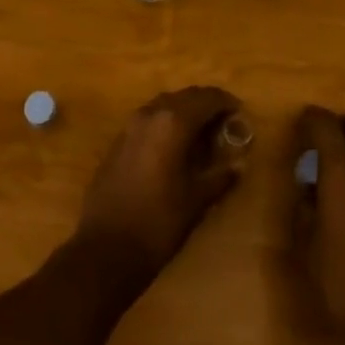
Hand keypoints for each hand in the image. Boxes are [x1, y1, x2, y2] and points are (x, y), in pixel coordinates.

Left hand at [71, 86, 241, 290]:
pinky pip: (149, 118)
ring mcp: (131, 125)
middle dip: (206, 104)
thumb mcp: (196, 201)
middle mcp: (151, 113)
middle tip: (224, 122)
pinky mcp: (118, 140)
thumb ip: (220, 177)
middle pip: (186, 96)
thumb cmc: (157, 223)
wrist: (104, 249)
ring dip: (185, 111)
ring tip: (202, 132)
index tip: (240, 113)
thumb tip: (238, 165)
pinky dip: (166, 122)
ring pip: (165, 104)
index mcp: (173, 122)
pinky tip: (174, 145)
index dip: (226, 103)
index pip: (207, 98)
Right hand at [294, 107, 344, 344]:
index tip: (296, 129)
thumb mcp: (307, 247)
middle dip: (339, 124)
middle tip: (320, 146)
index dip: (309, 119)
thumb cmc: (343, 283)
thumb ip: (304, 209)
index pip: (325, 123)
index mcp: (342, 171)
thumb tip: (306, 189)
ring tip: (337, 174)